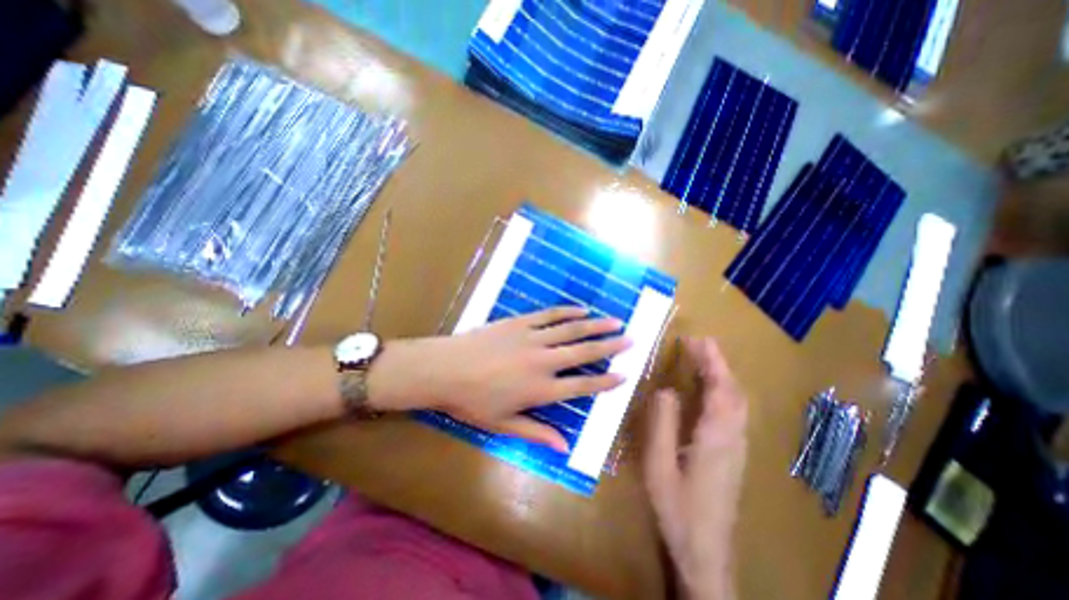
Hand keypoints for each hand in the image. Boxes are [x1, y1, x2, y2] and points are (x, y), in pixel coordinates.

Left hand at [370, 310, 627, 450]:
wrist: (445, 369)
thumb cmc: (472, 401)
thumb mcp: (503, 425)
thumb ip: (536, 433)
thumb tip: (564, 446)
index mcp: (540, 390)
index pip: (582, 385)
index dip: (605, 381)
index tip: (624, 375)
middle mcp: (543, 361)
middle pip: (583, 352)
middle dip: (609, 346)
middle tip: (630, 339)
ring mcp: (532, 338)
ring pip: (571, 330)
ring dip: (595, 325)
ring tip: (615, 321)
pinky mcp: (520, 322)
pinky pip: (549, 315)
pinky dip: (567, 312)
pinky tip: (581, 309)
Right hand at [646, 338, 744, 599]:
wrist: (705, 550)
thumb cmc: (677, 505)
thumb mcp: (659, 463)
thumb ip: (662, 423)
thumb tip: (665, 389)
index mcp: (715, 436)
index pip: (719, 388)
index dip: (710, 361)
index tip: (697, 339)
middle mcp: (733, 437)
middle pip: (733, 391)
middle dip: (718, 363)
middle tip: (699, 343)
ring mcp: (738, 447)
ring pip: (738, 402)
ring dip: (723, 375)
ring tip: (705, 359)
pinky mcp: (735, 455)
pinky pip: (735, 413)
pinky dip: (726, 391)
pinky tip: (713, 392)